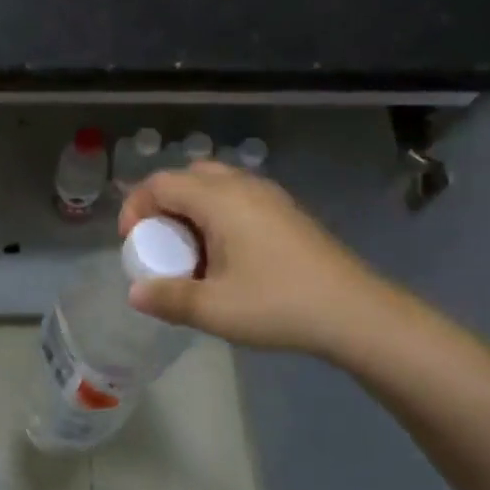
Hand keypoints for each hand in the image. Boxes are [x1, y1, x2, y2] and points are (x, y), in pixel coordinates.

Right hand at [119, 161, 396, 358]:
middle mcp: (242, 186)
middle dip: (164, 204)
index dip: (136, 207)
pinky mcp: (287, 211)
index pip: (161, 183)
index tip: (133, 242)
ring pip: (215, 185)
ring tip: (192, 251)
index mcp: (219, 200)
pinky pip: (238, 197)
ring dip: (192, 209)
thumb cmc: (278, 305)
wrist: (356, 312)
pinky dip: (218, 214)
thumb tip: (134, 293)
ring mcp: (269, 195)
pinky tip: (228, 255)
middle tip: (161, 242)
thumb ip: (168, 299)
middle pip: (187, 177)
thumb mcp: (214, 309)